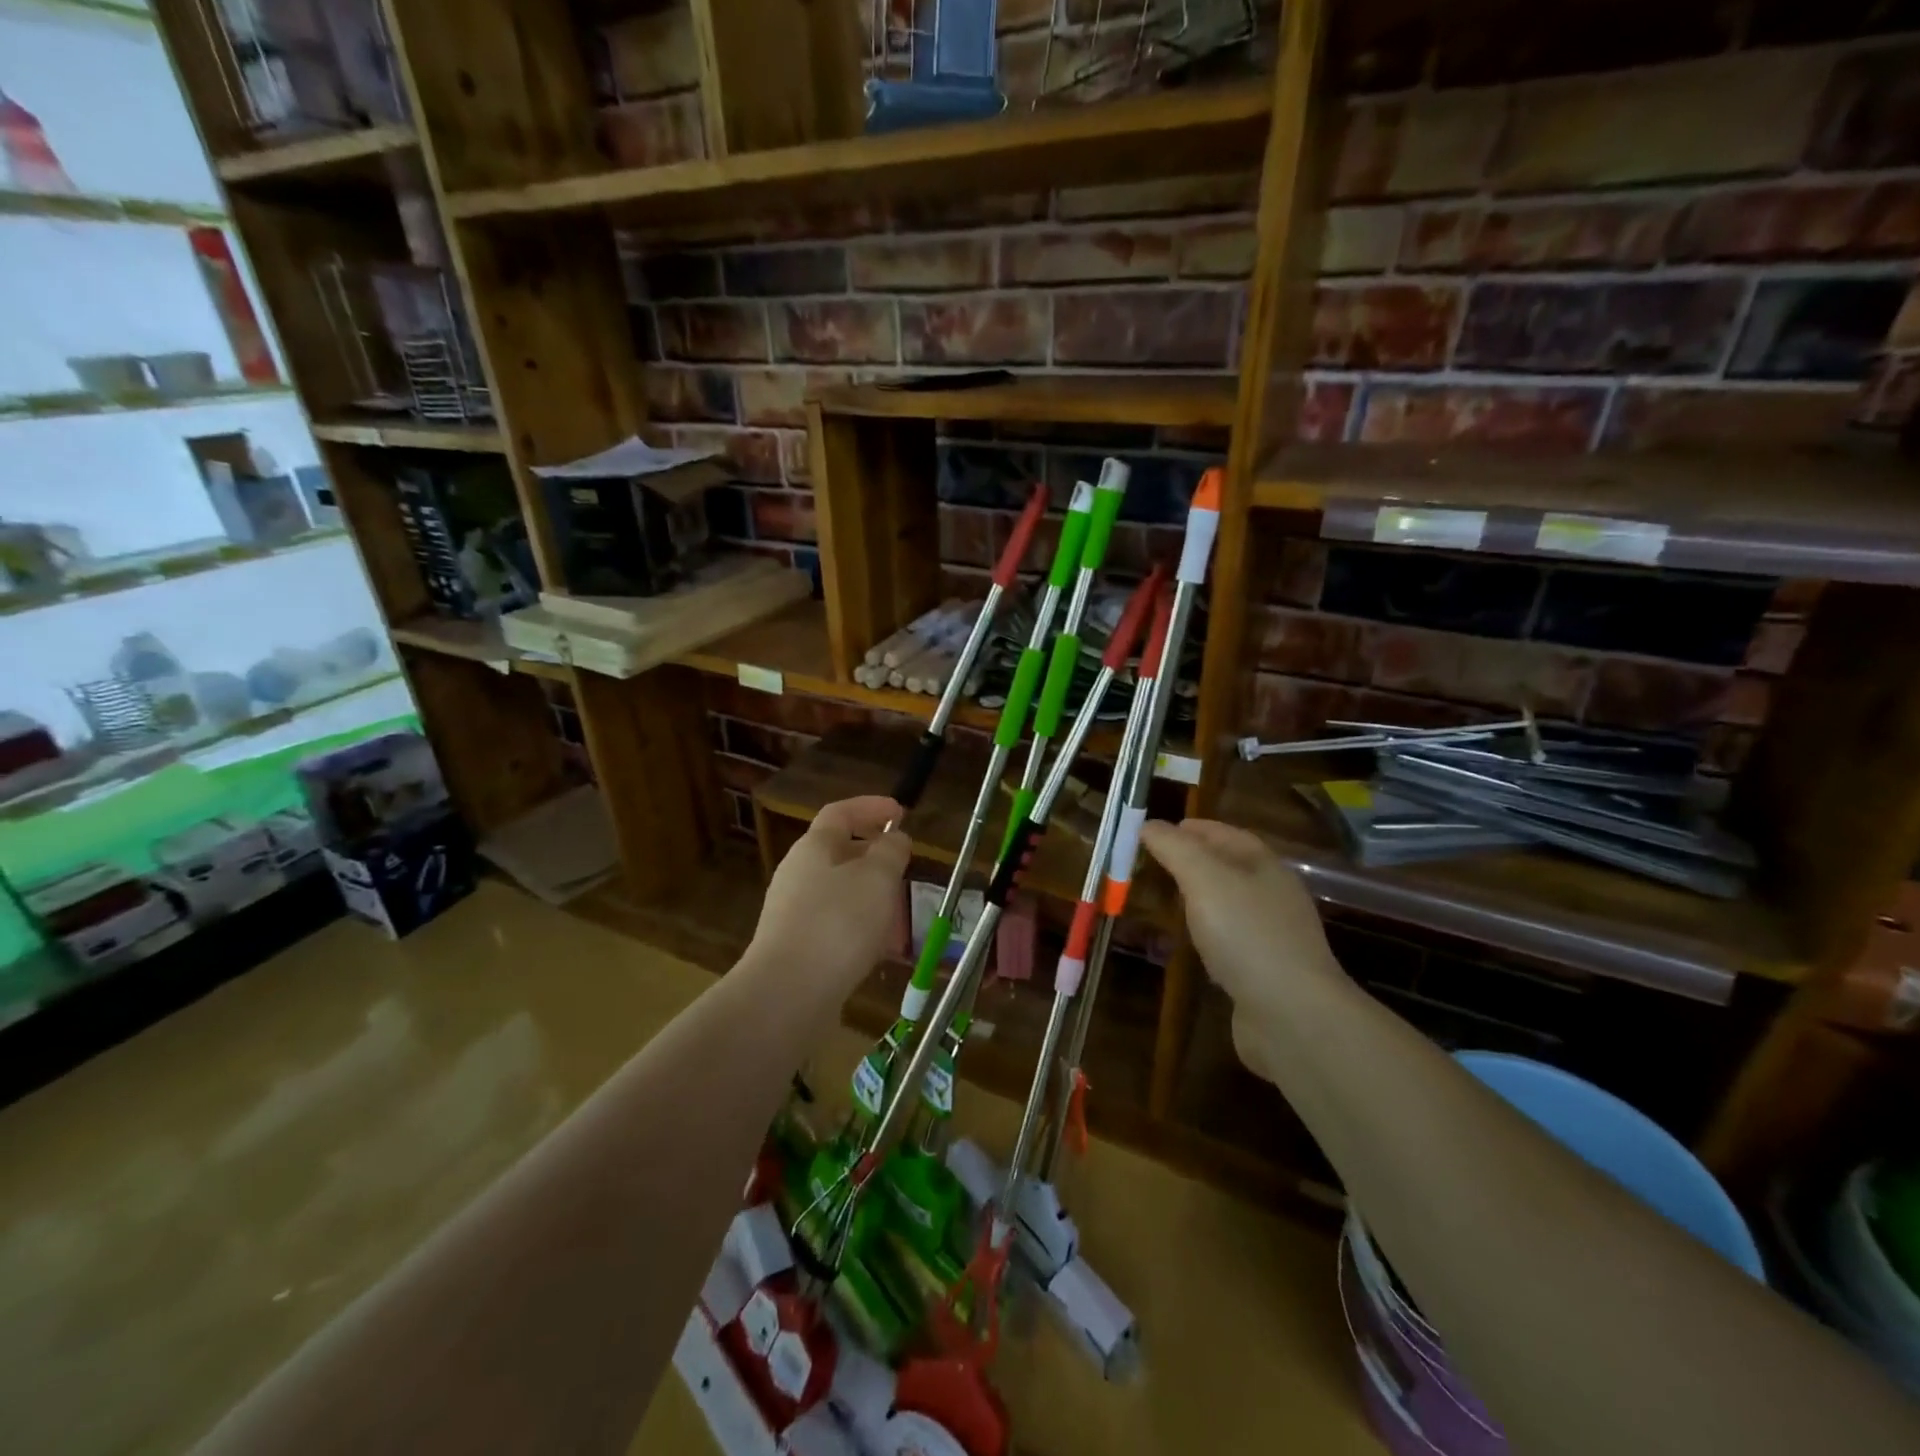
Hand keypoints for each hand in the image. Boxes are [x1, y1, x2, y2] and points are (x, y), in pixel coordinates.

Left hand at [748, 796, 911, 1006]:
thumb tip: (894, 838)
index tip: (901, 812)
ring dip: (870, 895)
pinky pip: (835, 925)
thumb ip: (890, 852)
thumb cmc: (838, 923)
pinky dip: (861, 927)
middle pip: (838, 852)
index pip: (840, 813)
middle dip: (874, 855)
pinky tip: (881, 948)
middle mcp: (797, 874)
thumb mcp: (877, 878)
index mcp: (813, 848)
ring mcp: (793, 913)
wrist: (787, 994)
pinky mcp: (796, 948)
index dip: (871, 807)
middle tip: (904, 864)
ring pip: (839, 892)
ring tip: (900, 912)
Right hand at [1141, 819, 1343, 1077]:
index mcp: (1266, 867)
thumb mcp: (1204, 878)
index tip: (1156, 830)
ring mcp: (1272, 937)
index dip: (1193, 828)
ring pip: (1229, 906)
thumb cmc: (1247, 934)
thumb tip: (1149, 824)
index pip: (1228, 834)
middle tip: (1153, 864)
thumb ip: (1175, 848)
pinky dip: (1206, 935)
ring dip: (1199, 900)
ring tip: (1164, 901)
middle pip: (1230, 868)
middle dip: (1193, 862)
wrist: (1292, 1016)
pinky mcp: (1264, 973)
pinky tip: (1188, 946)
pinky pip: (1229, 942)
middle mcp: (1273, 896)